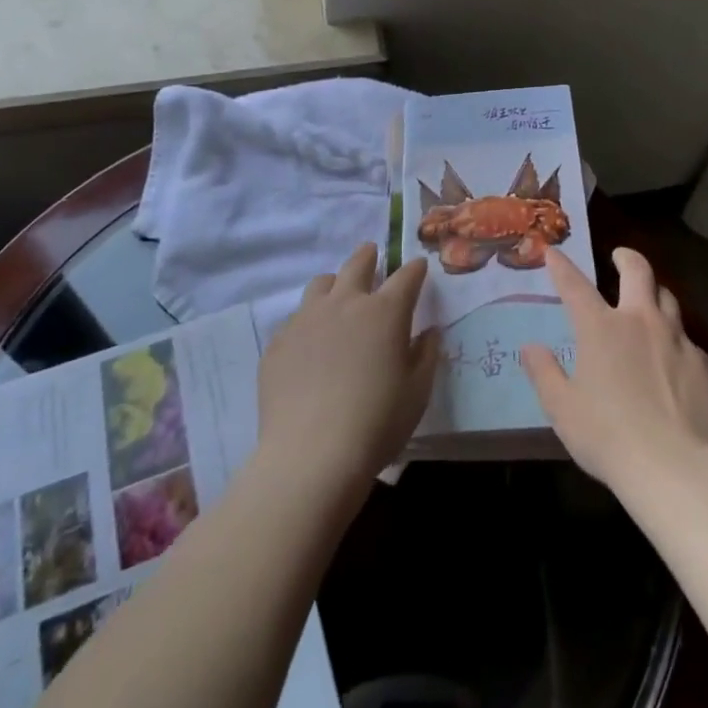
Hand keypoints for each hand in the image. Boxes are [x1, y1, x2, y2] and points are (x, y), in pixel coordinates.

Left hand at [257, 244, 439, 489]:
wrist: (311, 455)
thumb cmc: (377, 423)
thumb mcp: (417, 393)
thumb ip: (426, 356)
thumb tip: (429, 332)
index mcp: (385, 312)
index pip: (406, 277)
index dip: (415, 269)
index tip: (418, 267)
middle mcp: (345, 304)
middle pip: (357, 264)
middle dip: (369, 255)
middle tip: (372, 252)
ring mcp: (306, 319)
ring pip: (321, 284)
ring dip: (334, 283)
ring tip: (338, 294)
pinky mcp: (278, 342)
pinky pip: (295, 319)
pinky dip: (309, 321)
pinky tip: (310, 344)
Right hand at [522, 247, 707, 493]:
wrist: (675, 468)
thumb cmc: (607, 436)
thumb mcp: (562, 408)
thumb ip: (544, 373)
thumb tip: (531, 348)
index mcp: (601, 328)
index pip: (575, 285)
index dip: (562, 266)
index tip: (553, 252)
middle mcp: (640, 321)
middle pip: (638, 272)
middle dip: (626, 258)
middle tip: (620, 257)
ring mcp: (677, 340)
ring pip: (668, 299)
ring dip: (654, 294)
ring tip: (649, 301)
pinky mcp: (703, 365)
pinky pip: (687, 341)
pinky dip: (675, 340)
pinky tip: (673, 361)